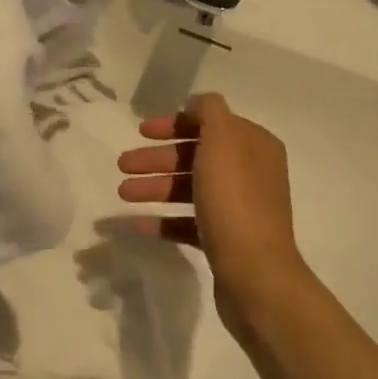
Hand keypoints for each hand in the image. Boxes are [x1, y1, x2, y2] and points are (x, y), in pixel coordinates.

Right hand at [117, 92, 310, 334]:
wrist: (255, 275)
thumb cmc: (234, 201)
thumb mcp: (222, 141)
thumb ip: (209, 112)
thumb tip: (198, 103)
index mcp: (254, 145)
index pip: (210, 123)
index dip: (175, 124)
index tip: (142, 131)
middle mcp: (250, 172)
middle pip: (196, 156)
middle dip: (158, 158)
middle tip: (123, 165)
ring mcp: (239, 208)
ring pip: (190, 188)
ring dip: (156, 186)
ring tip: (122, 194)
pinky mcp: (227, 240)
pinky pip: (189, 222)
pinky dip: (165, 220)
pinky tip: (139, 224)